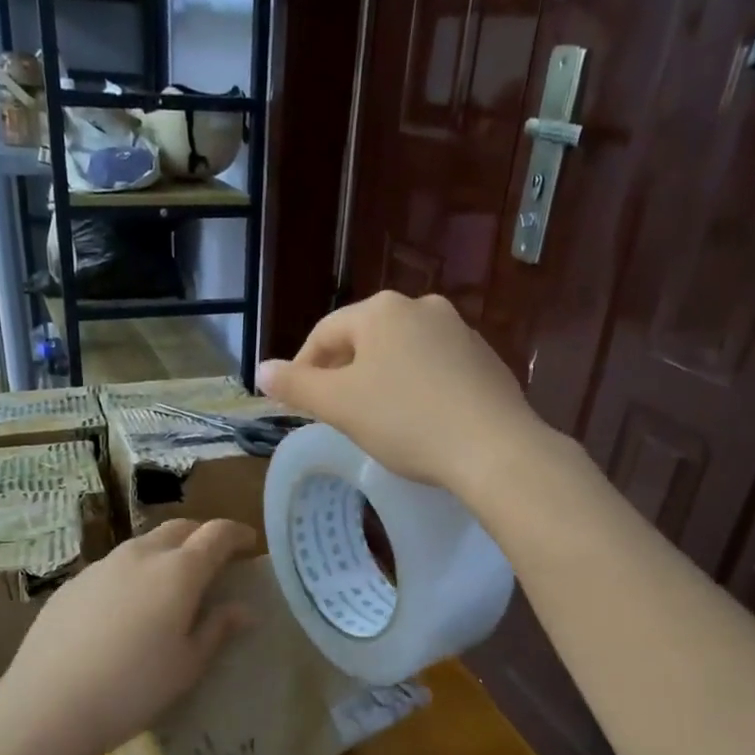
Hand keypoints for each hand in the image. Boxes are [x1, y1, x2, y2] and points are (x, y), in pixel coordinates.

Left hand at [0, 518, 255, 754]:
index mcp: (178, 572)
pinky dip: (133, 572)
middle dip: (202, 536)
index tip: (250, 543)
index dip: (237, 534)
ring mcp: (101, 566)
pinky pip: (114, 566)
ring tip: (170, 583)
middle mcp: (141, 556)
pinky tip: (126, 607)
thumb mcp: (187, 665)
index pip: (217, 534)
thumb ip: (217, 629)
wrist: (48, 703)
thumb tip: (244, 610)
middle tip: (214, 560)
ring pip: (143, 544)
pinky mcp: (73, 583)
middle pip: (179, 528)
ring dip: (166, 552)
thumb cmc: (133, 688)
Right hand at [256, 291, 548, 489]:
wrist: (493, 448)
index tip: (298, 403)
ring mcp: (460, 331)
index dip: (304, 368)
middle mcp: (421, 307)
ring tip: (376, 419)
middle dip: (343, 373)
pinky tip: (419, 420)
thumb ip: (296, 386)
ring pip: (402, 353)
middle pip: (365, 339)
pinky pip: (435, 368)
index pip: (325, 333)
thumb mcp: (339, 406)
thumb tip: (261, 370)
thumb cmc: (405, 421)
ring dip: (380, 379)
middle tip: (335, 413)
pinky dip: (416, 387)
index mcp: (380, 311)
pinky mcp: (485, 359)